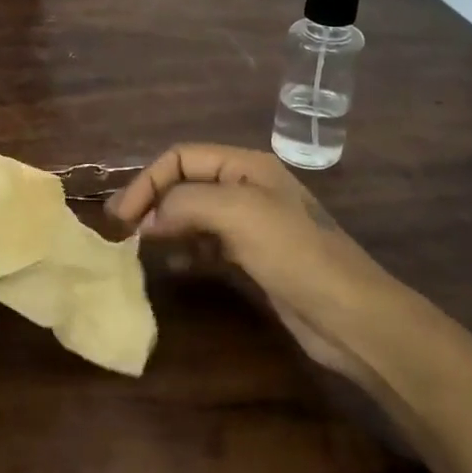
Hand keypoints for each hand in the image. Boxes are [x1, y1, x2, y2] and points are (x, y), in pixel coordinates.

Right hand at [107, 144, 401, 384]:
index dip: (147, 181)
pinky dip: (185, 249)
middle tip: (121, 231)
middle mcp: (246, 187)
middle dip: (152, 201)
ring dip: (165, 224)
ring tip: (139, 247)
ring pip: (193, 213)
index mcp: (246, 166)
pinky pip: (207, 243)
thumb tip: (148, 219)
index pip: (181, 157)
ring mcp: (251, 223)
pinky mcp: (253, 257)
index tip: (121, 217)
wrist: (351, 315)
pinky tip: (172, 265)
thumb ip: (186, 203)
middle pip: (185, 183)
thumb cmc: (295, 254)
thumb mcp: (238, 213)